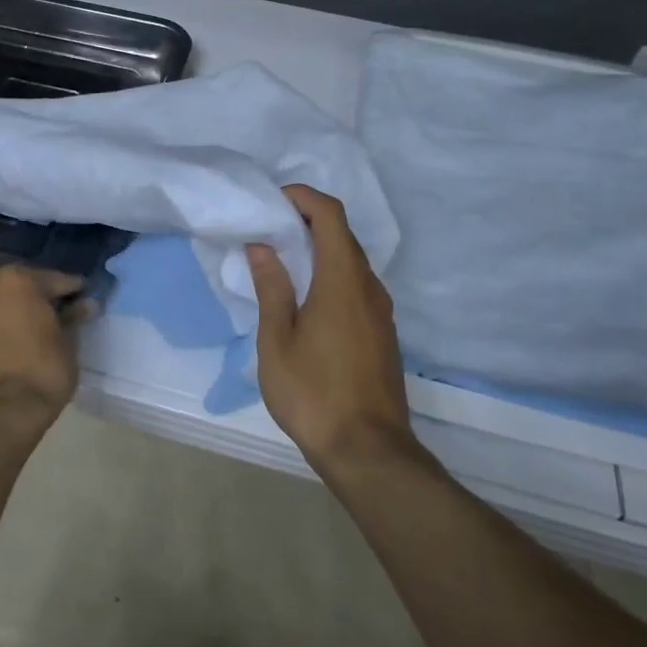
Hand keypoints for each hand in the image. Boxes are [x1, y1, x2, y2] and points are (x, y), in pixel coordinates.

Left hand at [0, 265, 88, 434]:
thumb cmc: (40, 377)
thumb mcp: (67, 347)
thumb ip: (72, 320)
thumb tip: (84, 305)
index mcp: (16, 281)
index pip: (52, 278)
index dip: (70, 288)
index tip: (81, 297)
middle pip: (4, 275)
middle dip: (22, 284)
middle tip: (39, 302)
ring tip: (2, 313)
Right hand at [248, 185, 416, 473]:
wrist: (368, 450)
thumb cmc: (313, 393)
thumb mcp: (277, 340)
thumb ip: (272, 288)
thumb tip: (263, 246)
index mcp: (342, 280)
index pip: (331, 215)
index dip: (305, 197)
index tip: (276, 199)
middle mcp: (369, 287)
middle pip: (344, 236)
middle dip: (309, 221)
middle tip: (272, 228)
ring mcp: (381, 312)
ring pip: (352, 262)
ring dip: (321, 250)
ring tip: (285, 262)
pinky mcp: (383, 334)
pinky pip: (358, 287)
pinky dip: (333, 275)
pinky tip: (308, 299)